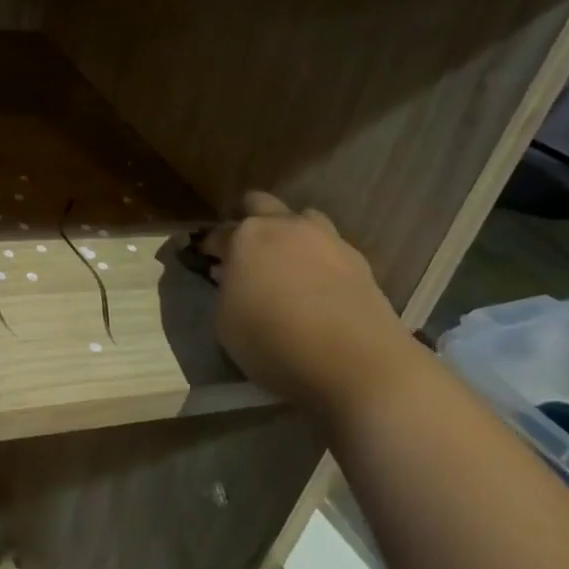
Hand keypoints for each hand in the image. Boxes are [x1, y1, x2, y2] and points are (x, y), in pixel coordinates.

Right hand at [203, 191, 422, 415]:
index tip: (208, 263)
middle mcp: (287, 227)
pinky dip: (318, 260)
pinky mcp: (359, 260)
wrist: (356, 364)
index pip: (218, 233)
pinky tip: (318, 288)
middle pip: (260, 204)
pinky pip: (330, 248)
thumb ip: (226, 292)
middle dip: (249, 222)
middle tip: (245, 254)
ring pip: (303, 219)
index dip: (210, 248)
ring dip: (290, 235)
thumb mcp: (226, 324)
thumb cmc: (274, 343)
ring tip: (287, 267)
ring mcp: (328, 239)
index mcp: (247, 237)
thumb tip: (233, 277)